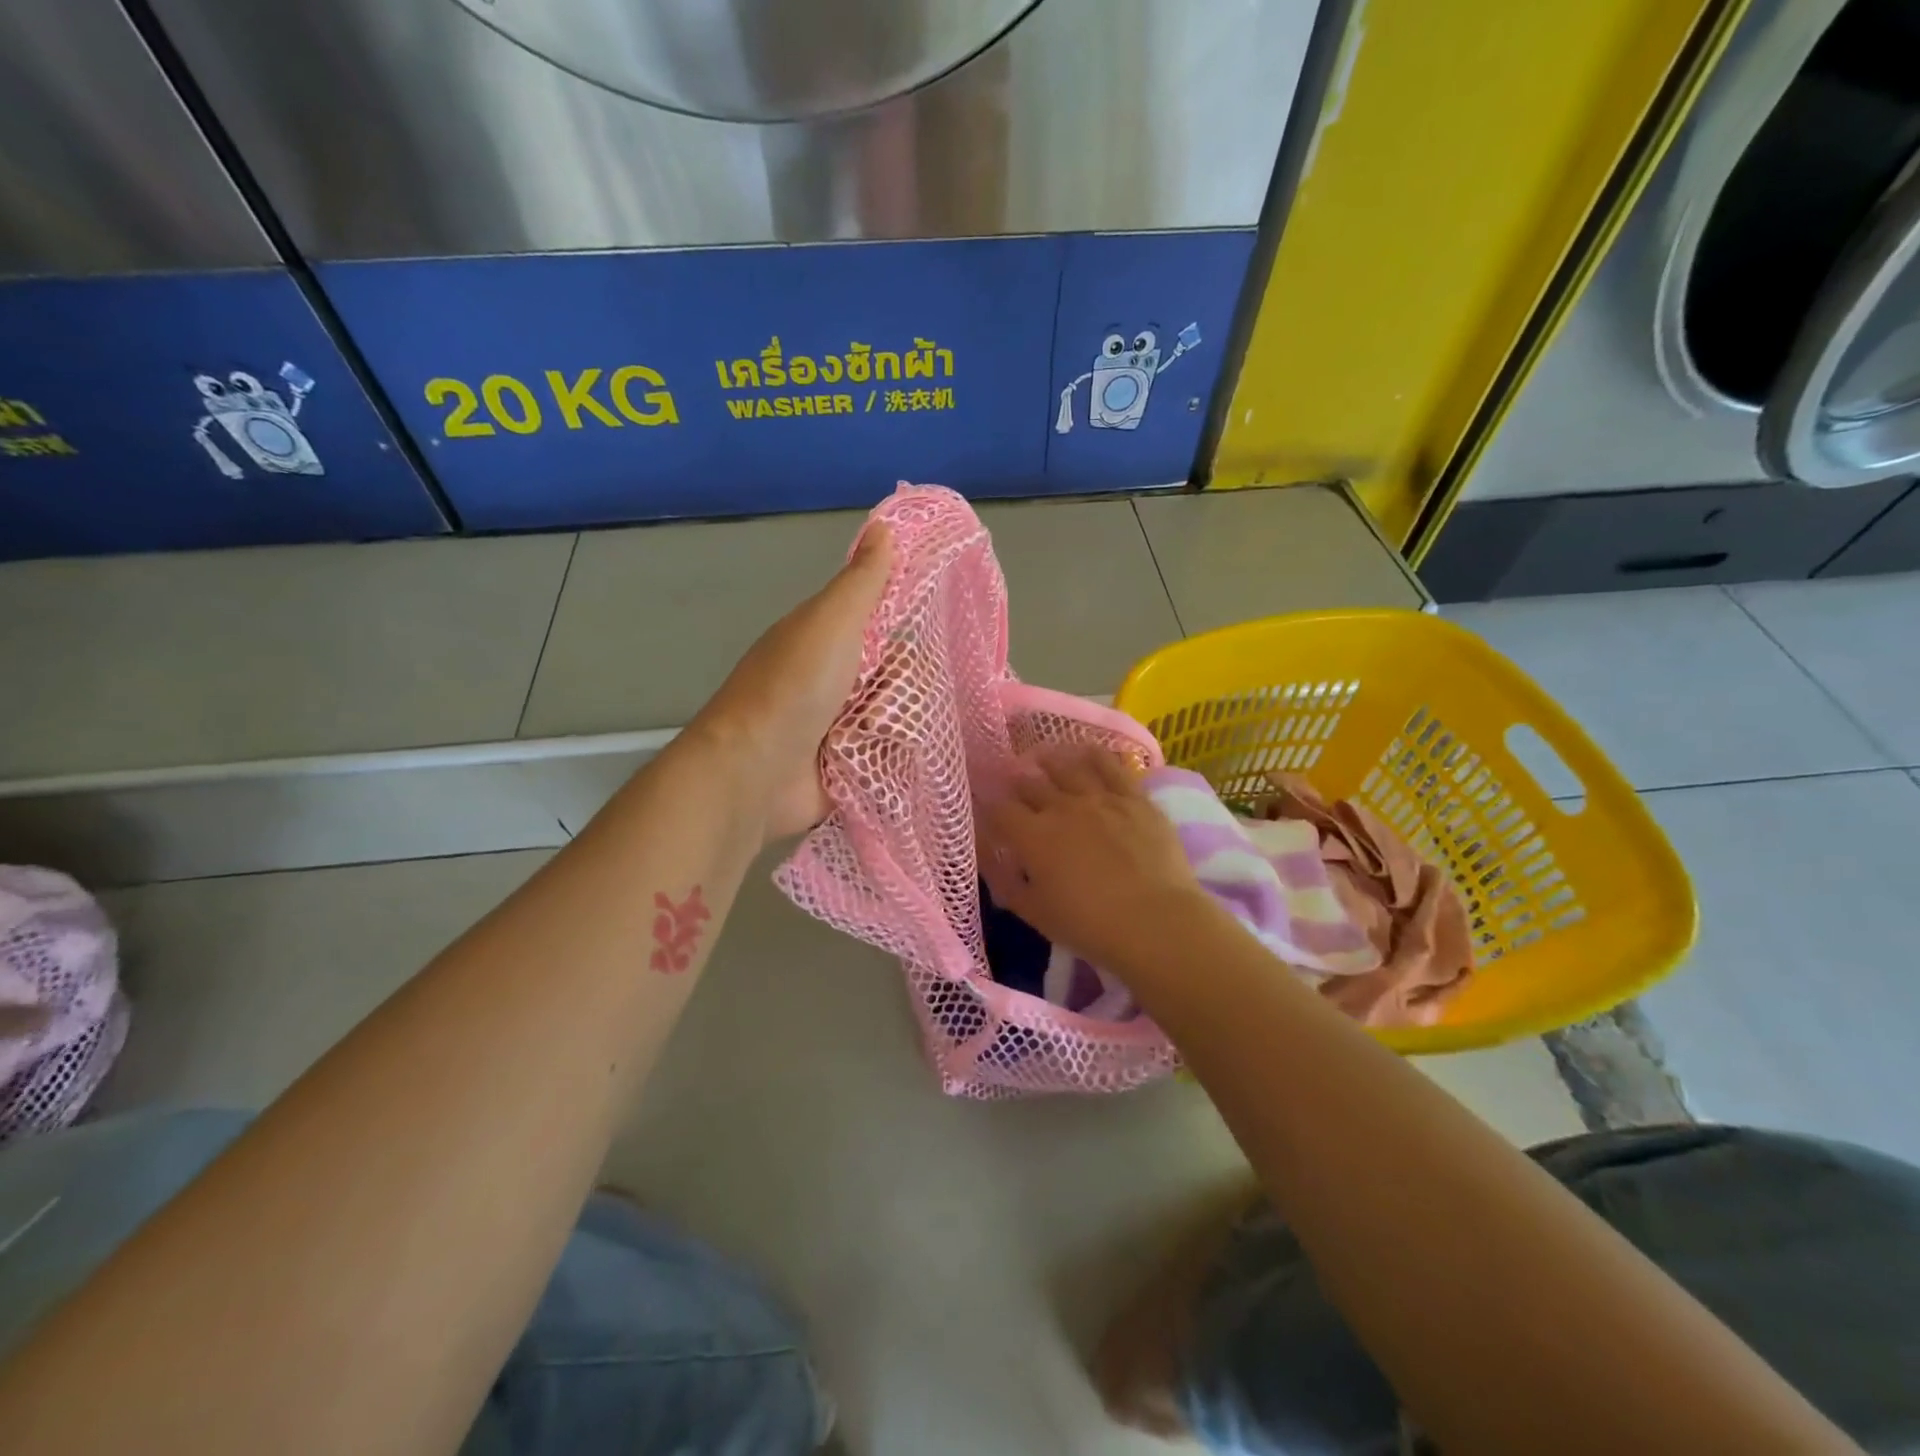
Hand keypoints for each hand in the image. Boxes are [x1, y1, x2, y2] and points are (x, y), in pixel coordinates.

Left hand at [689, 523, 892, 840]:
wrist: (755, 772)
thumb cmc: (794, 688)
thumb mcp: (831, 621)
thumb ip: (862, 580)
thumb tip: (884, 523)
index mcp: (824, 638)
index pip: (881, 622)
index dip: (905, 626)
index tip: (930, 633)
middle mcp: (830, 678)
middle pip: (894, 672)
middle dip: (904, 685)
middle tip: (898, 696)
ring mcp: (836, 724)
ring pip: (894, 714)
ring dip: (898, 724)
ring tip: (883, 733)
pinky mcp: (844, 765)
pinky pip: (886, 753)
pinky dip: (892, 755)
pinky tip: (897, 758)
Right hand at [980, 744, 1207, 971]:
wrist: (1155, 922)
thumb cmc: (1089, 926)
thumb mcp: (1035, 913)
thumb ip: (1005, 883)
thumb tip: (987, 859)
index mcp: (1032, 836)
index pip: (1000, 810)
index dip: (990, 807)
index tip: (988, 810)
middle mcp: (1061, 807)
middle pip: (1030, 784)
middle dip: (1018, 784)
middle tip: (1015, 784)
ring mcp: (1100, 798)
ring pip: (1067, 767)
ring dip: (1050, 761)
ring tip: (1043, 758)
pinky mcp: (1134, 798)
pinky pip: (1110, 765)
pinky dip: (1094, 755)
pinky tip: (1086, 750)